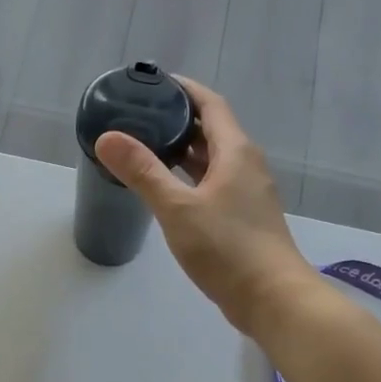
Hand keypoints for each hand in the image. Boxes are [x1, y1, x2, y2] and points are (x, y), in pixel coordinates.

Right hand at [94, 77, 311, 336]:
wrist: (272, 298)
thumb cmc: (227, 248)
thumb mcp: (178, 208)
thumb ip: (143, 172)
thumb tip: (108, 137)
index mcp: (236, 152)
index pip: (210, 104)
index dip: (184, 89)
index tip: (154, 82)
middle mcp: (246, 165)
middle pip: (211, 130)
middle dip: (178, 120)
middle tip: (140, 117)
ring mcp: (248, 193)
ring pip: (212, 160)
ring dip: (183, 152)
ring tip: (146, 148)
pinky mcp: (244, 218)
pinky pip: (214, 184)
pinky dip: (190, 178)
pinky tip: (167, 190)